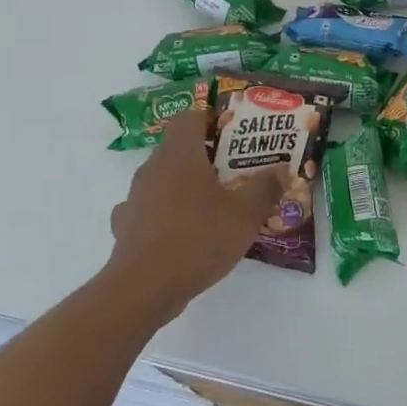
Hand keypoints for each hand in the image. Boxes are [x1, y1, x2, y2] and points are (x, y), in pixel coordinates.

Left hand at [102, 112, 282, 321]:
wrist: (143, 288)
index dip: (211, 120)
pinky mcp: (125, 226)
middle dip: (204, 155)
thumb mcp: (246, 214)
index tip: (233, 137)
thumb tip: (281, 169)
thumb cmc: (199, 238)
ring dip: (184, 185)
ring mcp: (135, 197)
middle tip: (233, 172)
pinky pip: (148, 208)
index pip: (189, 116)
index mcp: (180, 153)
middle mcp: (153, 167)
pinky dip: (164, 213)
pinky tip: (180, 231)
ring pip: (162, 177)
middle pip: (177, 147)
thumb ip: (266, 187)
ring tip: (211, 205)